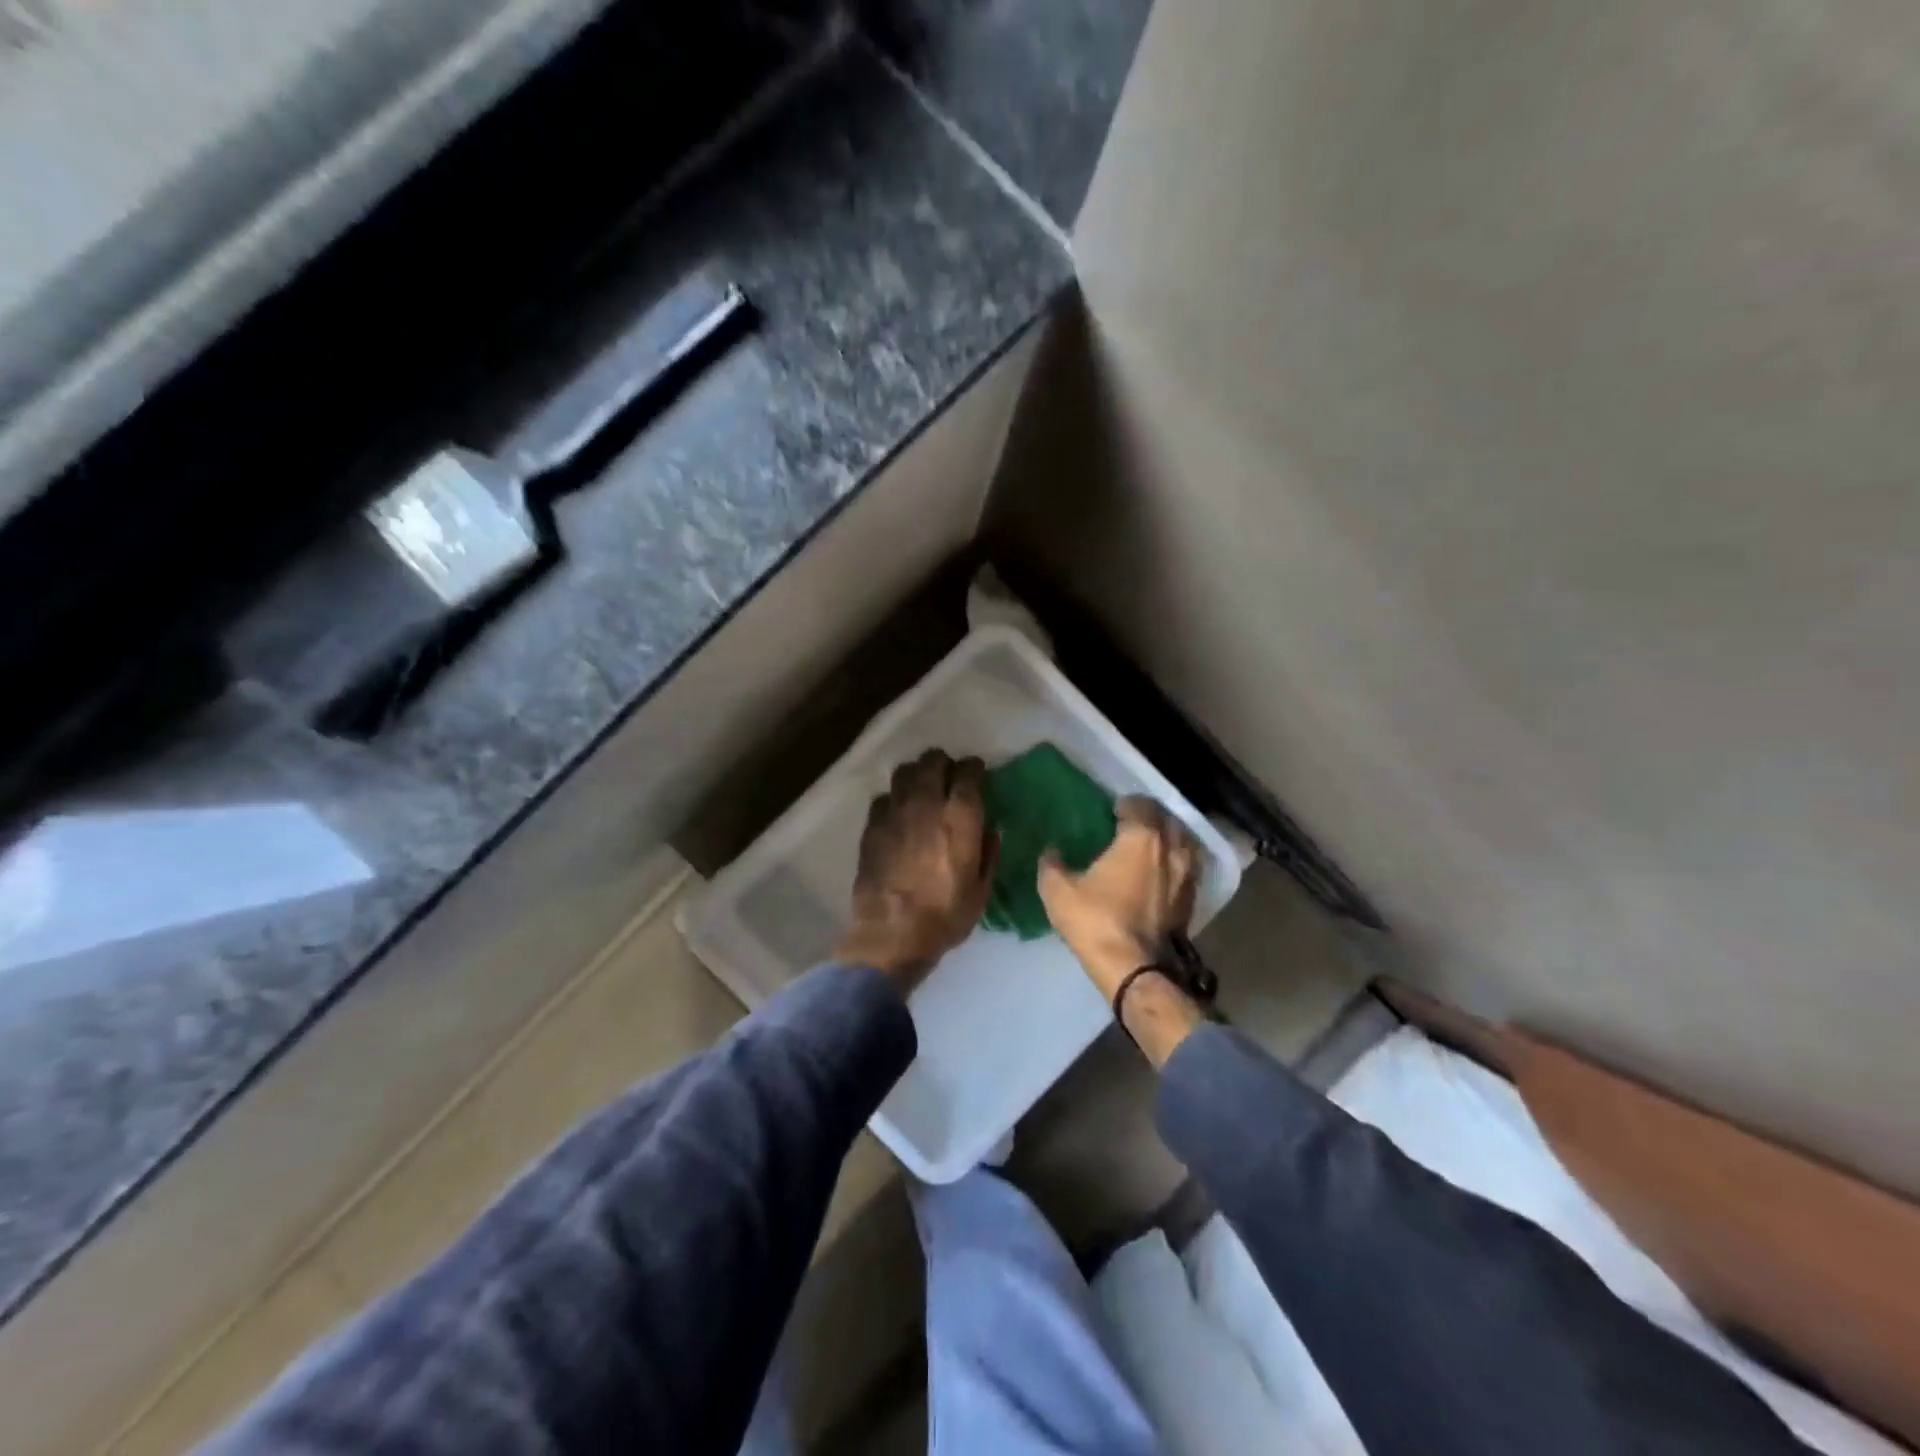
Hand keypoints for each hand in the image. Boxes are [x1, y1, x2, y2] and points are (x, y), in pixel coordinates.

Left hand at [837, 749, 998, 991]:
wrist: (891, 934)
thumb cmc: (945, 916)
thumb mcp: (981, 890)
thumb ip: (989, 852)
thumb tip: (990, 828)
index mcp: (959, 819)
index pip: (968, 773)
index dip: (974, 767)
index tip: (977, 772)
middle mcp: (926, 805)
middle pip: (933, 761)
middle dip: (943, 763)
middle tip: (948, 775)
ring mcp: (895, 813)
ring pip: (904, 772)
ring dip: (917, 774)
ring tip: (921, 787)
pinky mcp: (872, 826)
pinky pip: (884, 797)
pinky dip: (894, 798)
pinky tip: (898, 813)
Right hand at [1038, 795, 1199, 1003]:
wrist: (1134, 969)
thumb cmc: (1096, 921)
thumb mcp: (1058, 890)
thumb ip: (1051, 864)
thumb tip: (1051, 851)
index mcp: (1141, 837)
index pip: (1140, 805)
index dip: (1126, 804)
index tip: (1111, 811)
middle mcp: (1171, 849)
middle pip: (1167, 819)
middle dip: (1150, 817)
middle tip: (1130, 824)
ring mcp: (1187, 875)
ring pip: (1183, 843)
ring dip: (1168, 838)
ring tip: (1149, 846)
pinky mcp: (1191, 900)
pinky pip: (1187, 868)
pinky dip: (1175, 863)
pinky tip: (1160, 874)